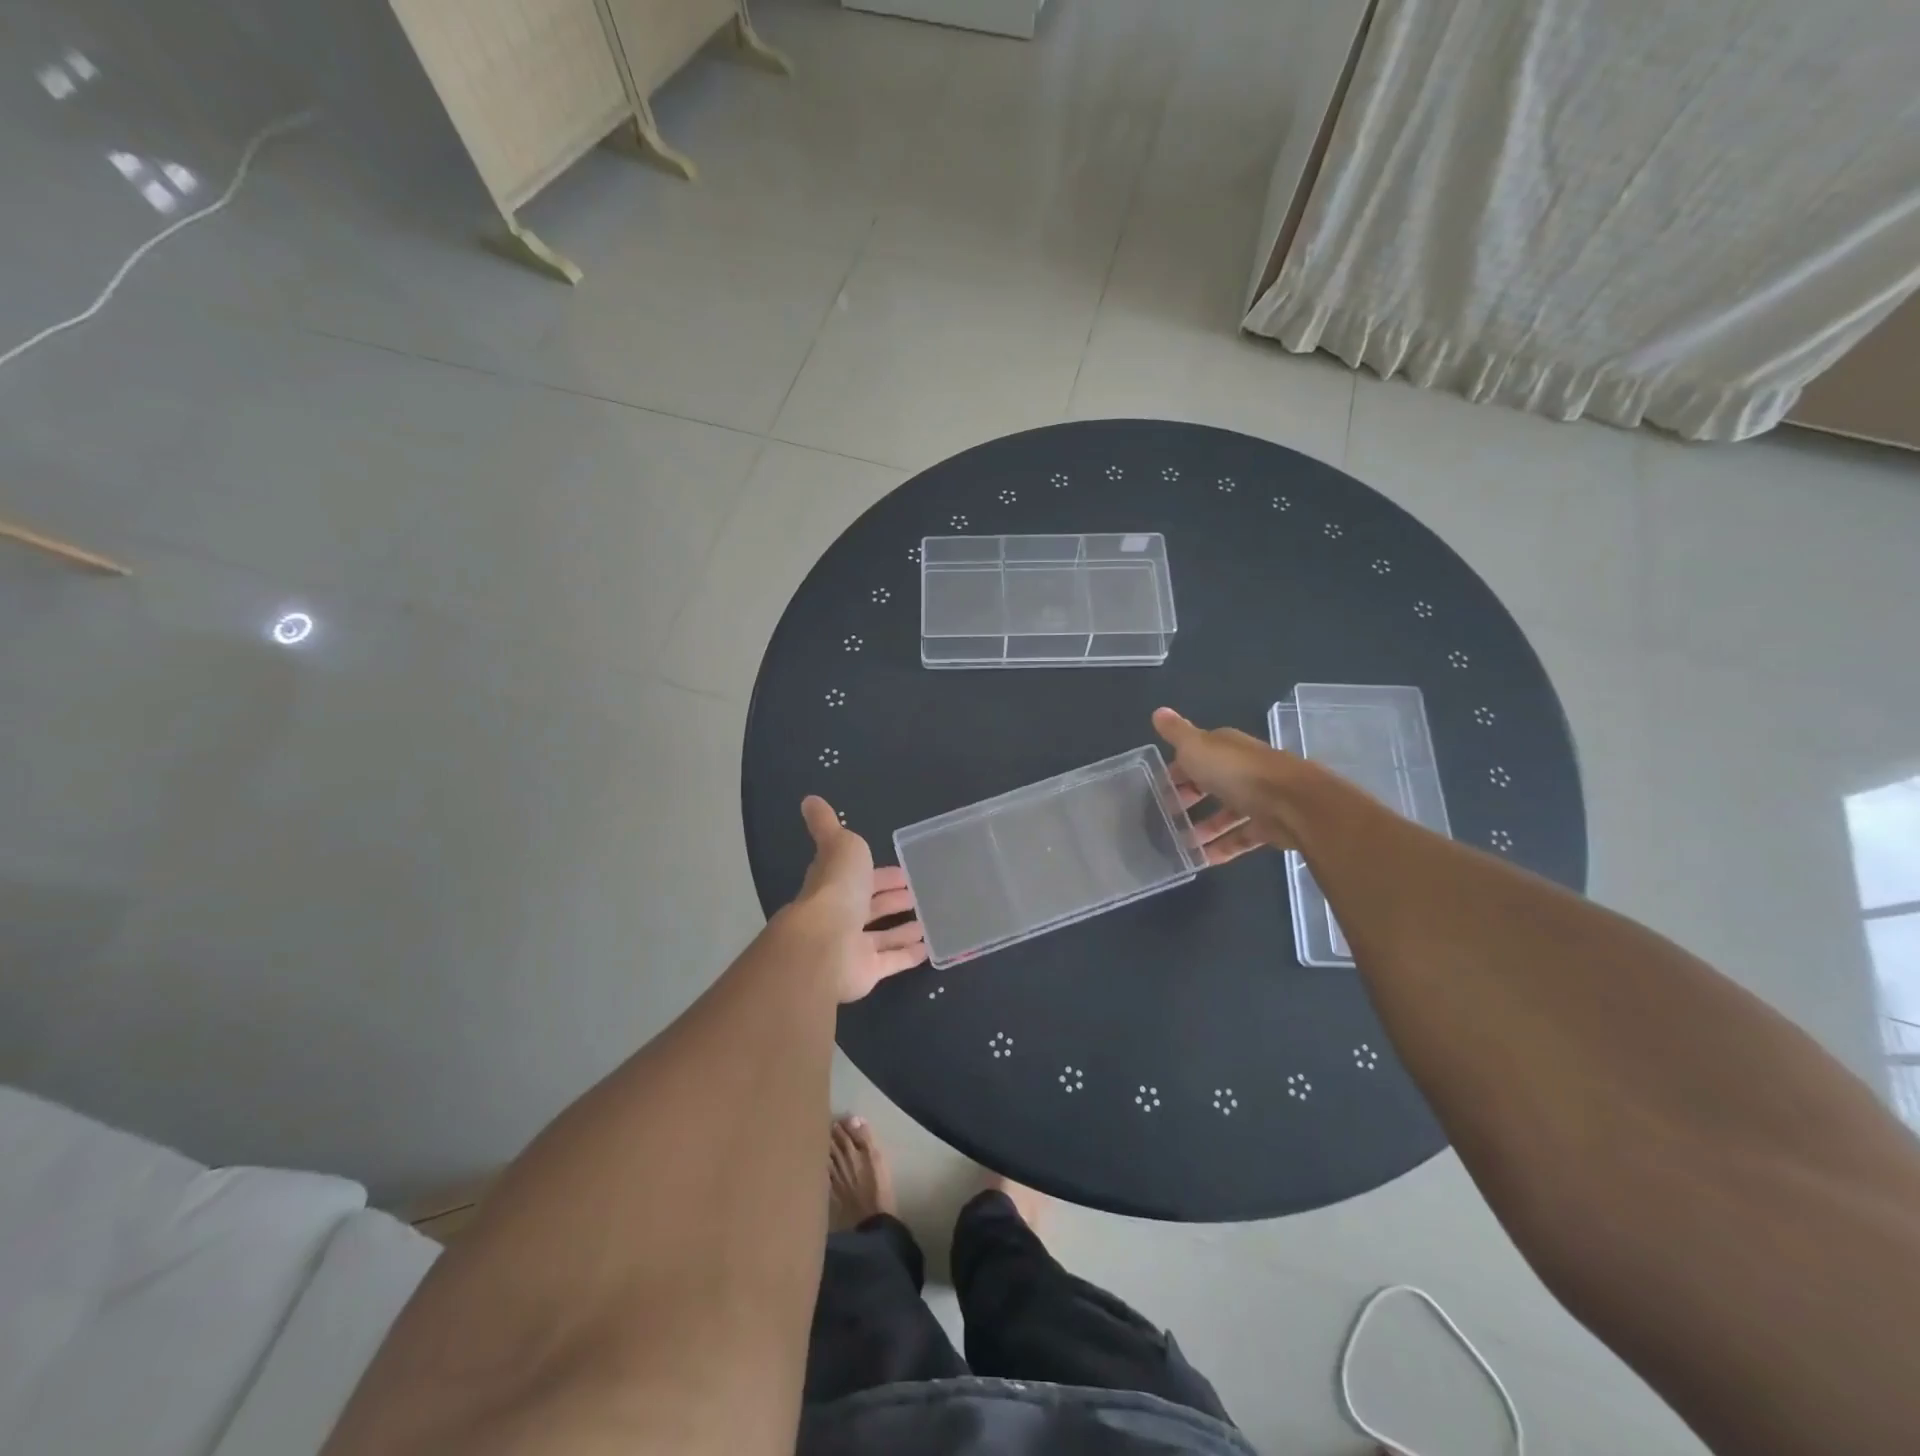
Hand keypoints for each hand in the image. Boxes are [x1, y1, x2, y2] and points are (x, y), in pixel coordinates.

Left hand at [794, 796, 928, 1001]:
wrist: (825, 943)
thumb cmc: (837, 888)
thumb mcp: (839, 844)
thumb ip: (826, 825)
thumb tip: (808, 799)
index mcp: (837, 884)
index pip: (862, 877)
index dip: (882, 875)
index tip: (904, 872)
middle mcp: (842, 915)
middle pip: (871, 906)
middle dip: (893, 899)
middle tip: (919, 895)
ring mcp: (853, 945)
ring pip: (881, 936)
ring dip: (902, 928)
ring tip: (927, 921)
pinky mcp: (867, 971)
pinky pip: (891, 961)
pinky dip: (908, 955)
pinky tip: (929, 948)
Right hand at [1153, 706, 1298, 862]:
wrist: (1293, 803)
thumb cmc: (1237, 772)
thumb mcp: (1197, 747)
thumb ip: (1176, 733)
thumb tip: (1158, 711)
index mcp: (1226, 749)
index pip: (1196, 756)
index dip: (1176, 771)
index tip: (1157, 788)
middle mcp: (1243, 770)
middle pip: (1210, 785)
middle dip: (1188, 800)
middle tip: (1163, 818)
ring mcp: (1257, 799)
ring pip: (1225, 814)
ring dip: (1203, 828)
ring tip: (1179, 844)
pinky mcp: (1268, 826)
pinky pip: (1240, 838)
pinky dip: (1222, 848)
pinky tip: (1202, 860)